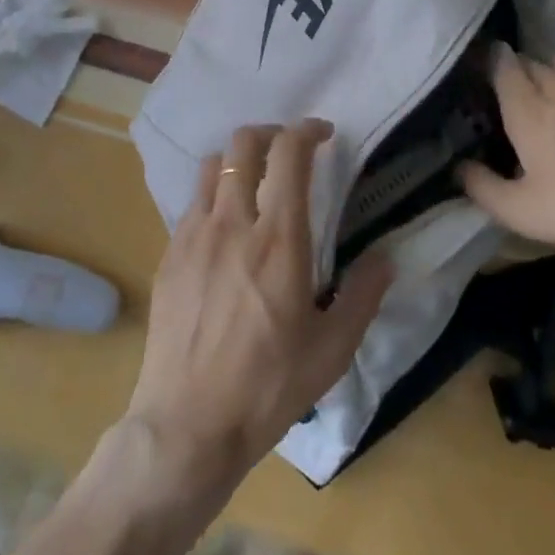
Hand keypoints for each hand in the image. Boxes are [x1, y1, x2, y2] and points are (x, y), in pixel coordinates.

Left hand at [123, 119, 394, 501]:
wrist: (187, 424)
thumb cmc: (267, 387)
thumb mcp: (332, 350)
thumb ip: (363, 295)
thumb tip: (385, 258)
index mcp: (278, 239)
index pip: (289, 153)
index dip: (307, 130)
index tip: (323, 134)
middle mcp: (233, 222)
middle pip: (243, 143)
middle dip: (271, 133)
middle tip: (290, 152)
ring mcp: (194, 234)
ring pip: (212, 164)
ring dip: (238, 160)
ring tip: (255, 182)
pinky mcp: (170, 253)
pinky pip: (192, 201)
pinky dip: (213, 194)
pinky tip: (225, 228)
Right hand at [459, 48, 554, 268]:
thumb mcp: (520, 212)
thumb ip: (480, 187)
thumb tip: (458, 167)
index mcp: (526, 106)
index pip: (500, 62)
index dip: (488, 63)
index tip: (481, 77)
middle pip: (529, 61)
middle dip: (516, 73)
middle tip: (513, 100)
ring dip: (549, 73)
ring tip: (551, 98)